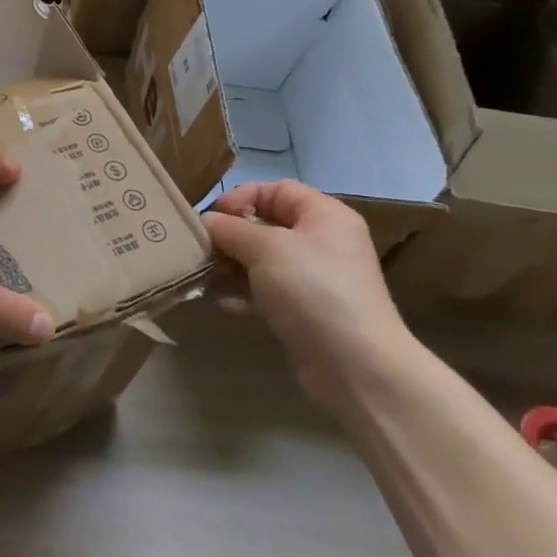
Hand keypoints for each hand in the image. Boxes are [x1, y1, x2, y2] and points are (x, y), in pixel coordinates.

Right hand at [202, 180, 413, 408]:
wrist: (356, 367)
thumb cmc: (312, 290)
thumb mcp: (265, 248)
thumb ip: (231, 229)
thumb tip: (206, 221)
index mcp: (325, 216)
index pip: (277, 190)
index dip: (242, 197)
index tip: (212, 217)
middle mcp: (324, 243)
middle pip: (267, 226)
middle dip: (231, 236)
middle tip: (201, 249)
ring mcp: (316, 281)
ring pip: (264, 262)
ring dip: (232, 266)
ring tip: (204, 276)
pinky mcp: (307, 314)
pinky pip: (268, 294)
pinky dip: (244, 295)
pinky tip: (221, 303)